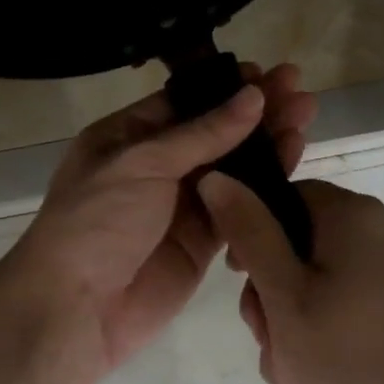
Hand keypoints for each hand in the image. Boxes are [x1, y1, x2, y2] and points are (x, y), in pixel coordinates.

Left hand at [2, 63, 316, 379]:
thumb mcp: (143, 163)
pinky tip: (294, 160)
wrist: (78, 308)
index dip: (224, 89)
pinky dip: (265, 186)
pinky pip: (238, 206)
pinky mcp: (201, 242)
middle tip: (299, 90)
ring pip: (231, 167)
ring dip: (267, 143)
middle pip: (213, 132)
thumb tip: (252, 96)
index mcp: (126, 137)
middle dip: (255, 112)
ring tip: (306, 116)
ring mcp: (179, 205)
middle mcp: (154, 167)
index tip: (266, 74)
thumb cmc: (98, 221)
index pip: (183, 103)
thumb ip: (203, 133)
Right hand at [196, 175, 383, 383]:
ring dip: (296, 332)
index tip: (241, 283)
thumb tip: (217, 177)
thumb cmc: (350, 361)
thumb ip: (249, 232)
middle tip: (270, 348)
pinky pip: (352, 311)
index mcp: (356, 217)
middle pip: (302, 247)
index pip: (287, 199)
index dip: (252, 236)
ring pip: (324, 287)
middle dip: (274, 301)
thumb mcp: (283, 295)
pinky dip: (329, 343)